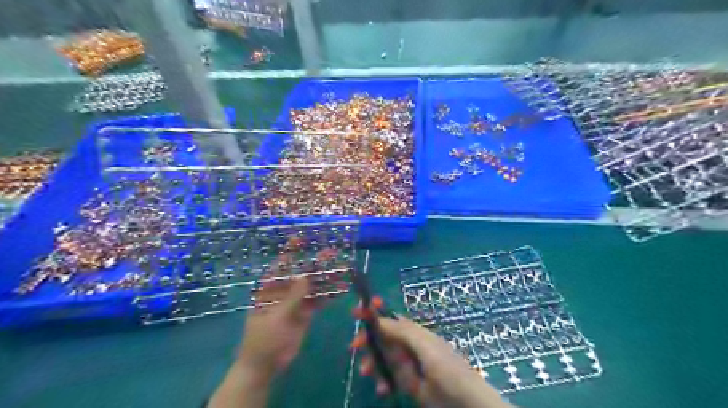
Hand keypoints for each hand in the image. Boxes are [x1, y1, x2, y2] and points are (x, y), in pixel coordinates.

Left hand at [238, 247, 343, 380]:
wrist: (265, 365)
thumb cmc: (263, 339)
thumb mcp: (276, 317)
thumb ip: (292, 297)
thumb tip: (305, 276)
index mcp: (271, 289)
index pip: (281, 266)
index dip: (290, 252)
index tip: (300, 239)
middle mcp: (284, 291)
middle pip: (302, 273)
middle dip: (317, 263)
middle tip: (333, 252)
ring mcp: (296, 302)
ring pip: (313, 286)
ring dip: (327, 278)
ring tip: (343, 269)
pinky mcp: (305, 313)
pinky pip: (318, 300)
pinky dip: (329, 295)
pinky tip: (341, 289)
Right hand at [357, 316, 506, 407]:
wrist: (466, 404)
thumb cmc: (447, 369)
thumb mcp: (425, 346)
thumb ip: (401, 331)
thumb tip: (377, 316)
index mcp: (415, 333)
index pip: (391, 318)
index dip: (374, 313)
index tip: (356, 312)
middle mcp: (409, 346)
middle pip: (383, 338)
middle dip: (368, 341)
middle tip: (354, 346)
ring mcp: (408, 365)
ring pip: (383, 359)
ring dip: (372, 363)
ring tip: (366, 373)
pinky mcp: (407, 384)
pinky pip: (389, 378)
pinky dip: (382, 382)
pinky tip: (382, 390)